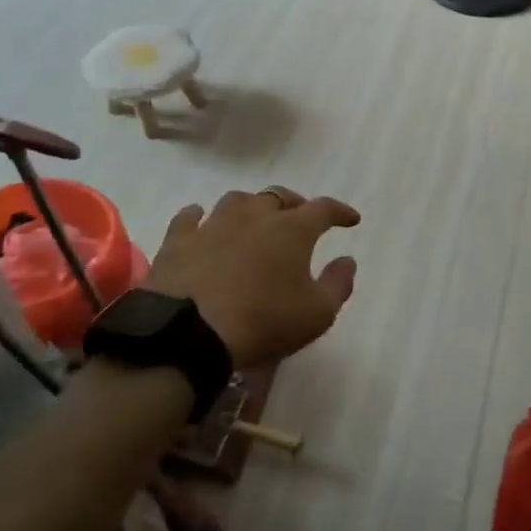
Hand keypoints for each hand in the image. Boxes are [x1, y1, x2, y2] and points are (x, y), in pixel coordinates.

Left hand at [140, 187, 359, 369]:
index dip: (341, 212)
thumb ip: (338, 284)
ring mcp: (213, 224)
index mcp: (292, 229)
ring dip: (251, 206)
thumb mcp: (317, 314)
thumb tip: (347, 260)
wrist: (188, 334)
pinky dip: (199, 216)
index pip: (324, 209)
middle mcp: (255, 216)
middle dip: (295, 203)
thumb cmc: (263, 322)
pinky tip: (200, 220)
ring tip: (255, 219)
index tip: (351, 219)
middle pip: (279, 196)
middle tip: (300, 217)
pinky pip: (189, 217)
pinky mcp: (178, 241)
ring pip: (237, 200)